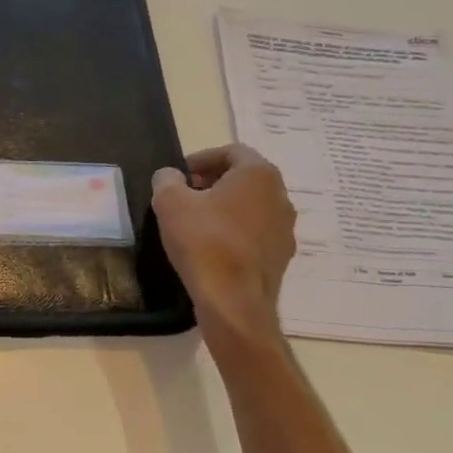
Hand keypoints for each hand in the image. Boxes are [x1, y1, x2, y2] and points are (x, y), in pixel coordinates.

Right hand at [151, 144, 295, 322]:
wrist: (233, 301)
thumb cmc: (203, 241)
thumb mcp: (170, 202)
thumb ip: (166, 179)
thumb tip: (170, 176)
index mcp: (259, 174)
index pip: (231, 151)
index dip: (201, 159)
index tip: (180, 175)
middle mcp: (280, 196)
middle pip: (244, 178)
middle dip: (213, 182)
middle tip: (185, 195)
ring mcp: (285, 228)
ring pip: (252, 206)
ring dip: (226, 208)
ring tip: (196, 222)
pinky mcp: (282, 256)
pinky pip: (256, 233)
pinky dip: (236, 232)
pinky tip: (212, 248)